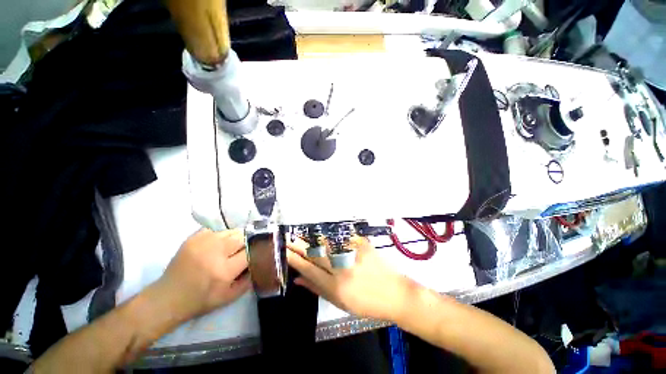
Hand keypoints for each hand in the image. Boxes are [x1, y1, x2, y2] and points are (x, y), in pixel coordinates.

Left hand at [151, 228, 251, 321]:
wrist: (169, 297)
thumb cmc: (201, 300)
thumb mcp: (230, 297)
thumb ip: (249, 279)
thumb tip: (260, 262)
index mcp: (224, 271)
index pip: (250, 251)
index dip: (255, 251)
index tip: (257, 252)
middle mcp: (214, 253)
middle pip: (242, 237)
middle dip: (246, 242)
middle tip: (243, 250)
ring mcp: (202, 242)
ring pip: (231, 231)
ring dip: (235, 238)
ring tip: (231, 247)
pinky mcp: (193, 238)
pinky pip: (217, 229)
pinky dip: (221, 235)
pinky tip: (218, 244)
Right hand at [286, 236, 418, 321]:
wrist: (395, 293)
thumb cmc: (366, 304)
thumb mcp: (340, 303)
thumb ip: (318, 289)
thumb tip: (298, 280)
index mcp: (336, 287)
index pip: (309, 269)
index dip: (295, 259)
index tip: (284, 251)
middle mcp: (342, 269)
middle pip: (315, 254)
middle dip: (299, 244)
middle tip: (287, 237)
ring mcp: (353, 254)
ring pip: (327, 243)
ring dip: (311, 238)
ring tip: (300, 235)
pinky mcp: (362, 245)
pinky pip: (341, 237)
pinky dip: (329, 235)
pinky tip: (321, 233)